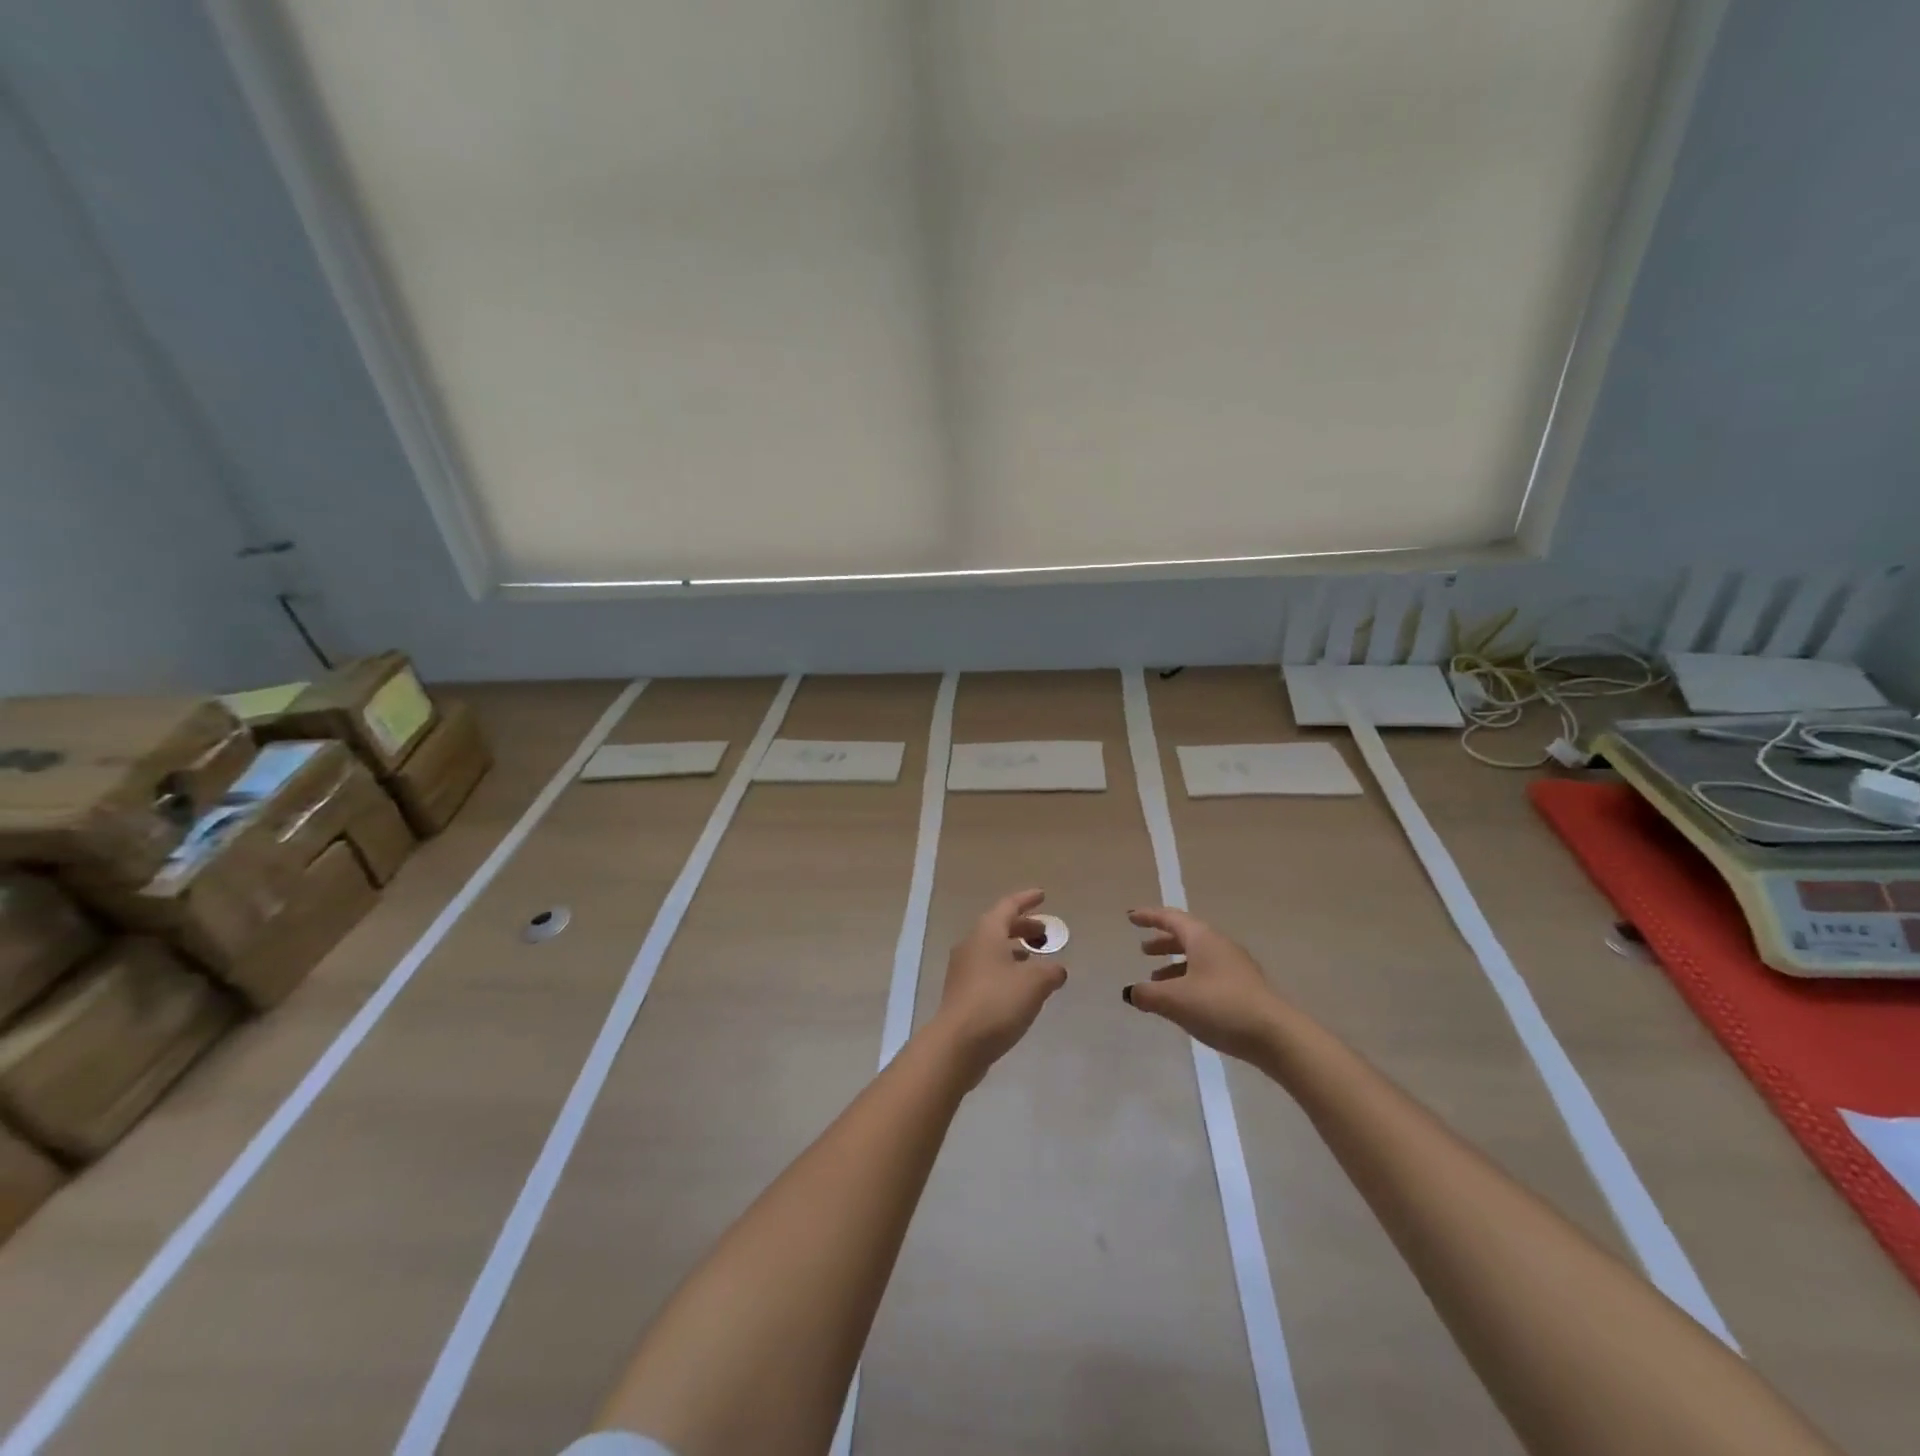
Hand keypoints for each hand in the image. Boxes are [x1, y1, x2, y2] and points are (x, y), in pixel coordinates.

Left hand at [931, 890, 1068, 1083]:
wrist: (958, 1043)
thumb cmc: (997, 1003)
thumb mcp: (1034, 983)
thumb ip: (1051, 971)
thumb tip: (1057, 970)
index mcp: (986, 933)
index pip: (1008, 906)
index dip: (1026, 900)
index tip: (1042, 895)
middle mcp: (971, 945)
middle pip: (999, 927)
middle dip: (1023, 927)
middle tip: (1045, 932)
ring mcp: (963, 970)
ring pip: (992, 949)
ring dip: (1014, 949)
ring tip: (1035, 958)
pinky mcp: (962, 993)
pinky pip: (988, 969)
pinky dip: (1006, 968)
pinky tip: (1019, 986)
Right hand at [1122, 907, 1282, 1061]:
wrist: (1277, 1037)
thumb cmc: (1220, 1007)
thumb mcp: (1175, 1000)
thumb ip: (1147, 994)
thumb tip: (1130, 992)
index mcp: (1203, 938)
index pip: (1170, 918)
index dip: (1149, 917)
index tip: (1131, 917)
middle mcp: (1220, 946)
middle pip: (1186, 936)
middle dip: (1163, 942)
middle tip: (1143, 950)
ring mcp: (1236, 968)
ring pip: (1198, 958)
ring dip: (1175, 965)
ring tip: (1157, 981)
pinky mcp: (1245, 989)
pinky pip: (1209, 975)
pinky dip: (1190, 980)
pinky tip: (1183, 1002)